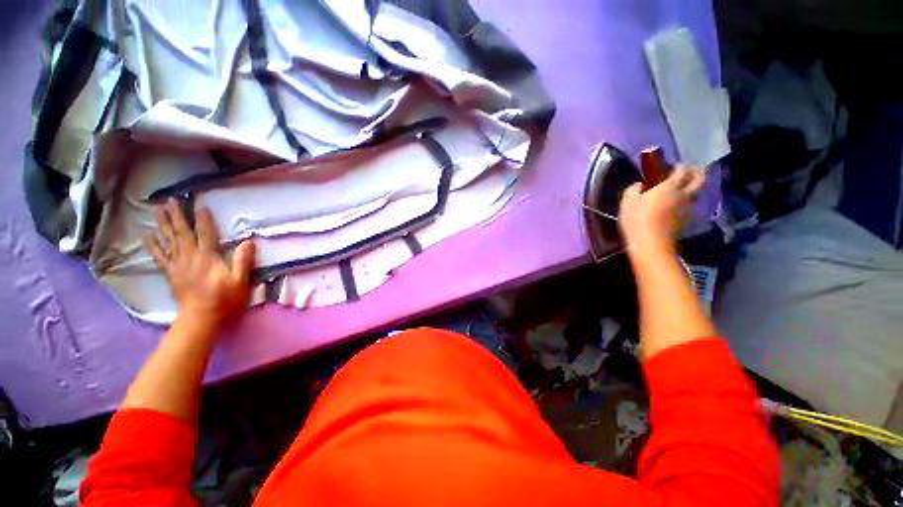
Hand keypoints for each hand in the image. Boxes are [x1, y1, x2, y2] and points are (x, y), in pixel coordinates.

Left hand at [143, 199, 255, 330]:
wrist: (201, 318)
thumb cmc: (224, 299)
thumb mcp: (240, 281)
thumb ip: (243, 261)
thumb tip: (248, 241)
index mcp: (208, 258)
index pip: (206, 234)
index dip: (203, 219)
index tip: (199, 204)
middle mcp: (191, 257)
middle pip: (183, 233)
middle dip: (177, 216)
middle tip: (171, 200)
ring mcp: (178, 265)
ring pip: (169, 241)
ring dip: (163, 225)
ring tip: (158, 210)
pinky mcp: (171, 273)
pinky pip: (159, 257)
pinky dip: (153, 246)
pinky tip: (147, 236)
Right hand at [619, 165, 705, 256]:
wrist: (650, 244)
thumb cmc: (637, 220)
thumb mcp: (627, 203)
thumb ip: (633, 190)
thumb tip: (639, 185)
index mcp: (669, 187)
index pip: (682, 170)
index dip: (680, 166)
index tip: (672, 166)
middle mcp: (682, 195)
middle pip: (699, 180)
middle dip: (697, 173)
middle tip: (690, 171)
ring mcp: (686, 209)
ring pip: (695, 194)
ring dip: (691, 189)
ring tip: (679, 191)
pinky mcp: (684, 221)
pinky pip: (688, 207)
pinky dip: (684, 203)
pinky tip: (673, 207)